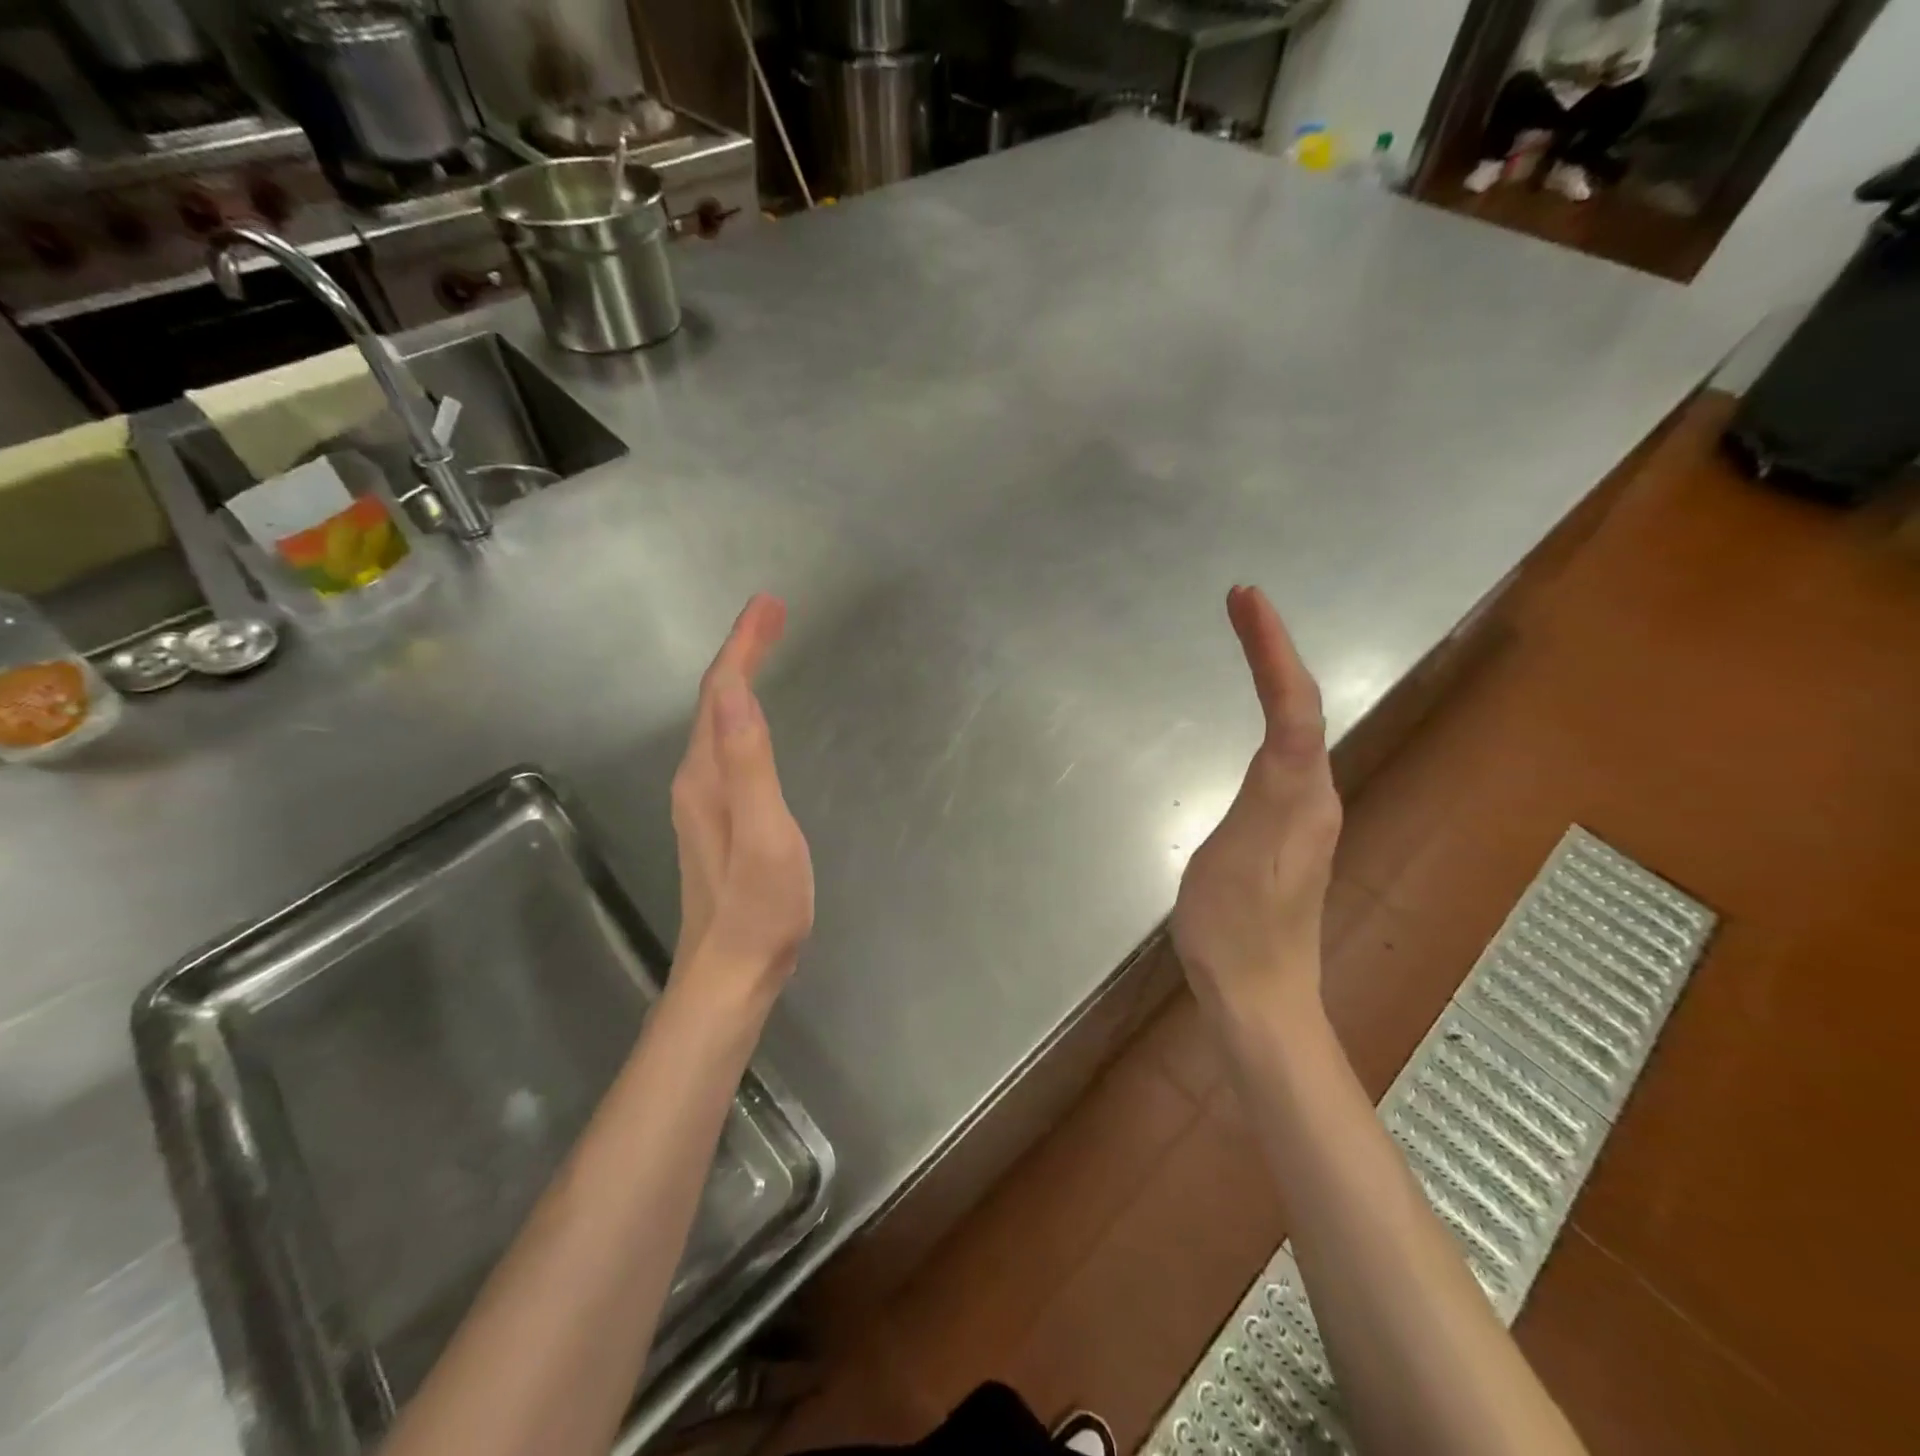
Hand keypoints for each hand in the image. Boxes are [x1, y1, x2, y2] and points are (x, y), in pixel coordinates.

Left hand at [669, 594, 814, 997]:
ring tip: (766, 650)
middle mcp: (696, 779)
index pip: (720, 692)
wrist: (732, 972)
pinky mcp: (717, 819)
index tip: (770, 606)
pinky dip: (741, 713)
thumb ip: (747, 763)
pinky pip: (726, 745)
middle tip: (773, 616)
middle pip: (714, 700)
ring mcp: (703, 801)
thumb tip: (732, 691)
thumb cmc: (759, 907)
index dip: (743, 645)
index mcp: (707, 775)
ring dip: (740, 679)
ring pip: (718, 722)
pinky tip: (754, 718)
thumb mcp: (762, 833)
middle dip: (742, 652)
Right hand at [1171, 586, 1341, 1016]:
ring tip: (1246, 638)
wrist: (1260, 995)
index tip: (1246, 600)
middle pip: (1302, 705)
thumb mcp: (1234, 858)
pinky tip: (1255, 712)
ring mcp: (1304, 814)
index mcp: (1298, 795)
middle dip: (1274, 648)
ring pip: (1298, 726)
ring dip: (1275, 675)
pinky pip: (1285, 751)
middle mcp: (1313, 794)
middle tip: (1241, 604)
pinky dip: (1270, 711)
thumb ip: (1264, 796)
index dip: (1272, 649)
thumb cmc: (1234, 930)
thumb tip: (1285, 745)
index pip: (1293, 705)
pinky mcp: (1289, 831)